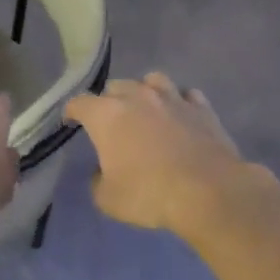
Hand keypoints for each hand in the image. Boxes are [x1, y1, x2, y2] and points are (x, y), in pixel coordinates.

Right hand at [65, 73, 264, 233]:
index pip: (79, 103)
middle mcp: (138, 97)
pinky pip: (186, 95)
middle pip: (116, 87)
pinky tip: (180, 116)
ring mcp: (173, 98)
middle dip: (108, 102)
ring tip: (146, 110)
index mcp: (107, 115)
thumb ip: (98, 180)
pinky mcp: (202, 108)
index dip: (72, 112)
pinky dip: (179, 102)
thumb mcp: (107, 199)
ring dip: (144, 92)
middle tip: (110, 123)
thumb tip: (102, 171)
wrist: (208, 192)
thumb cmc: (149, 194)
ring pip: (152, 80)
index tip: (71, 122)